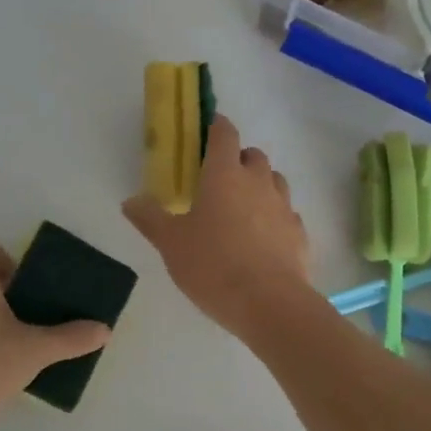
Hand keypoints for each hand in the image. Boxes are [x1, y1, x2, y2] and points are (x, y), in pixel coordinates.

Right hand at [123, 115, 310, 338]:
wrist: (269, 303)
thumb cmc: (213, 266)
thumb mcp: (171, 244)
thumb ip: (150, 218)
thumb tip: (130, 200)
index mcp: (224, 175)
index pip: (224, 134)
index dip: (217, 127)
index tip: (209, 129)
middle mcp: (258, 181)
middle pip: (253, 155)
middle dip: (238, 159)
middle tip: (219, 180)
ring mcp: (283, 206)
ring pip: (274, 180)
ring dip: (260, 184)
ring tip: (242, 209)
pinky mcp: (299, 232)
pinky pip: (287, 213)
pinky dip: (275, 216)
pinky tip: (263, 238)